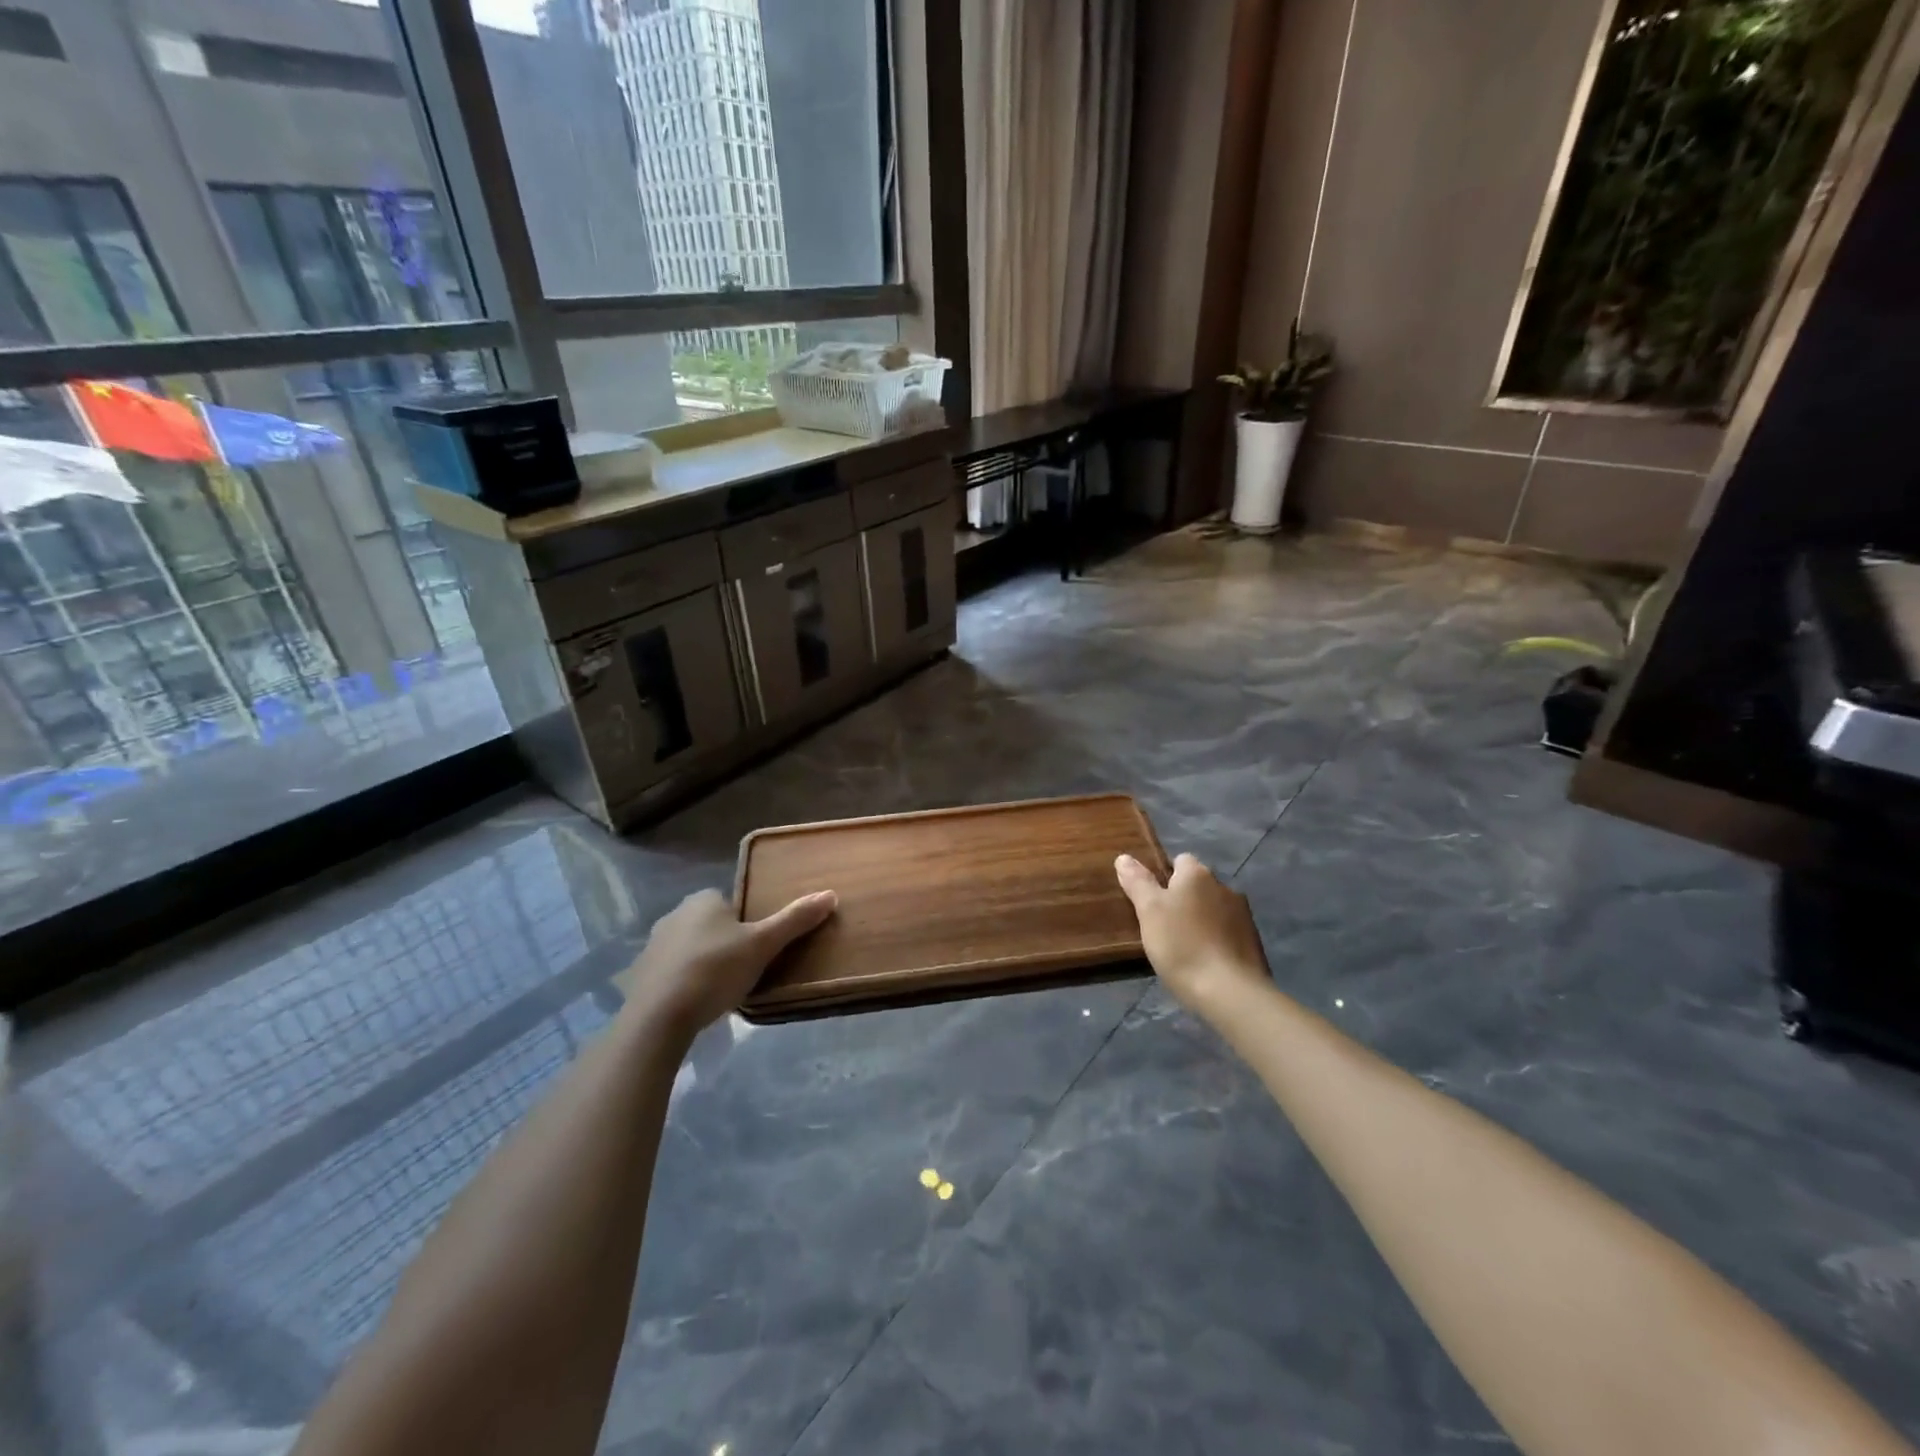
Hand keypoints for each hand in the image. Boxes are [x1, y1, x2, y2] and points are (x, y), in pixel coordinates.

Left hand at [622, 887, 836, 1036]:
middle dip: (727, 943)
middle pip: (712, 925)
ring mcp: (653, 945)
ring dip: (705, 962)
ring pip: (691, 948)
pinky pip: (671, 971)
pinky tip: (696, 1003)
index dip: (748, 924)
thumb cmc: (715, 970)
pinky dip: (684, 982)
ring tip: (722, 990)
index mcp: (703, 899)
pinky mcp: (640, 974)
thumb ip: (795, 920)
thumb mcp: (763, 945)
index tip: (759, 948)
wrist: (658, 1016)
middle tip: (745, 970)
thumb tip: (830, 894)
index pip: (732, 903)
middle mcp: (674, 914)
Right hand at [1115, 852, 1270, 1016]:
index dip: (1164, 877)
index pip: (1180, 860)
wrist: (1230, 993)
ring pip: (1213, 909)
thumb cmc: (1182, 945)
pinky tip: (1204, 962)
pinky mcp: (1253, 942)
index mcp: (1197, 874)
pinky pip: (1227, 932)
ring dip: (1200, 920)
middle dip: (1182, 900)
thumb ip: (1138, 882)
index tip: (1151, 901)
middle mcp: (1224, 886)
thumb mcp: (1149, 912)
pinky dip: (1216, 940)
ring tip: (1183, 947)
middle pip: (1197, 886)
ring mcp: (1243, 915)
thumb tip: (1124, 857)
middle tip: (1162, 926)